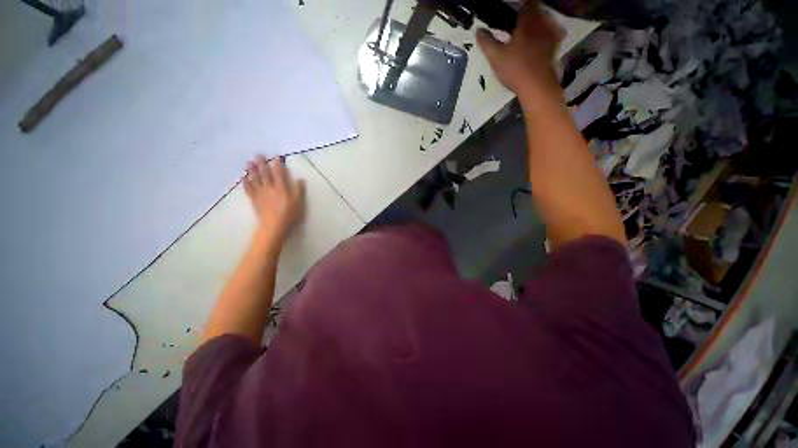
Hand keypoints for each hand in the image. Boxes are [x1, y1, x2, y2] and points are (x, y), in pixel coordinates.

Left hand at [243, 155, 305, 243]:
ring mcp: (260, 193)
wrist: (274, 226)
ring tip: (249, 162)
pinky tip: (244, 178)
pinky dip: (246, 183)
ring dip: (252, 170)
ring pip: (255, 179)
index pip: (279, 173)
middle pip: (265, 174)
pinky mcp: (254, 200)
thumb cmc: (289, 215)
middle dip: (262, 164)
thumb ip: (299, 190)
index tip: (276, 157)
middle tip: (258, 155)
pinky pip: (249, 189)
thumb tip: (301, 179)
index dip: (278, 165)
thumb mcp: (299, 203)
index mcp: (281, 188)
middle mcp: (269, 188)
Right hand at [477, 2, 562, 98]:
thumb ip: (487, 42)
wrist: (536, 86)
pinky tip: (541, 40)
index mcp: (526, 22)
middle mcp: (541, 23)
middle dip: (528, 15)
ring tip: (529, 31)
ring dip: (538, 23)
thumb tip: (478, 30)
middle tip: (518, 23)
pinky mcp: (555, 47)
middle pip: (536, 11)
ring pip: (546, 21)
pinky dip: (547, 33)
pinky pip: (553, 33)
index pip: (525, 4)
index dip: (519, 7)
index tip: (512, 14)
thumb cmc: (515, 69)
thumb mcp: (495, 57)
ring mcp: (551, 35)